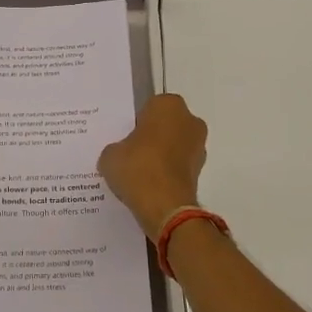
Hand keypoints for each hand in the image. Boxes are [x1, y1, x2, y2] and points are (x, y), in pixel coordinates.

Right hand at [98, 94, 207, 237]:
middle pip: (166, 125)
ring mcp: (199, 147)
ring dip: (162, 155)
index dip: (137, 122)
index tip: (125, 136)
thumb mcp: (110, 154)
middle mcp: (190, 120)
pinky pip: (179, 166)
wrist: (164, 206)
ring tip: (138, 173)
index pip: (150, 107)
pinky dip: (167, 172)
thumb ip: (116, 148)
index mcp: (169, 105)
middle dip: (152, 136)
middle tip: (130, 153)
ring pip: (175, 145)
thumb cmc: (137, 167)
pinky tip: (149, 186)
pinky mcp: (201, 171)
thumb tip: (120, 155)